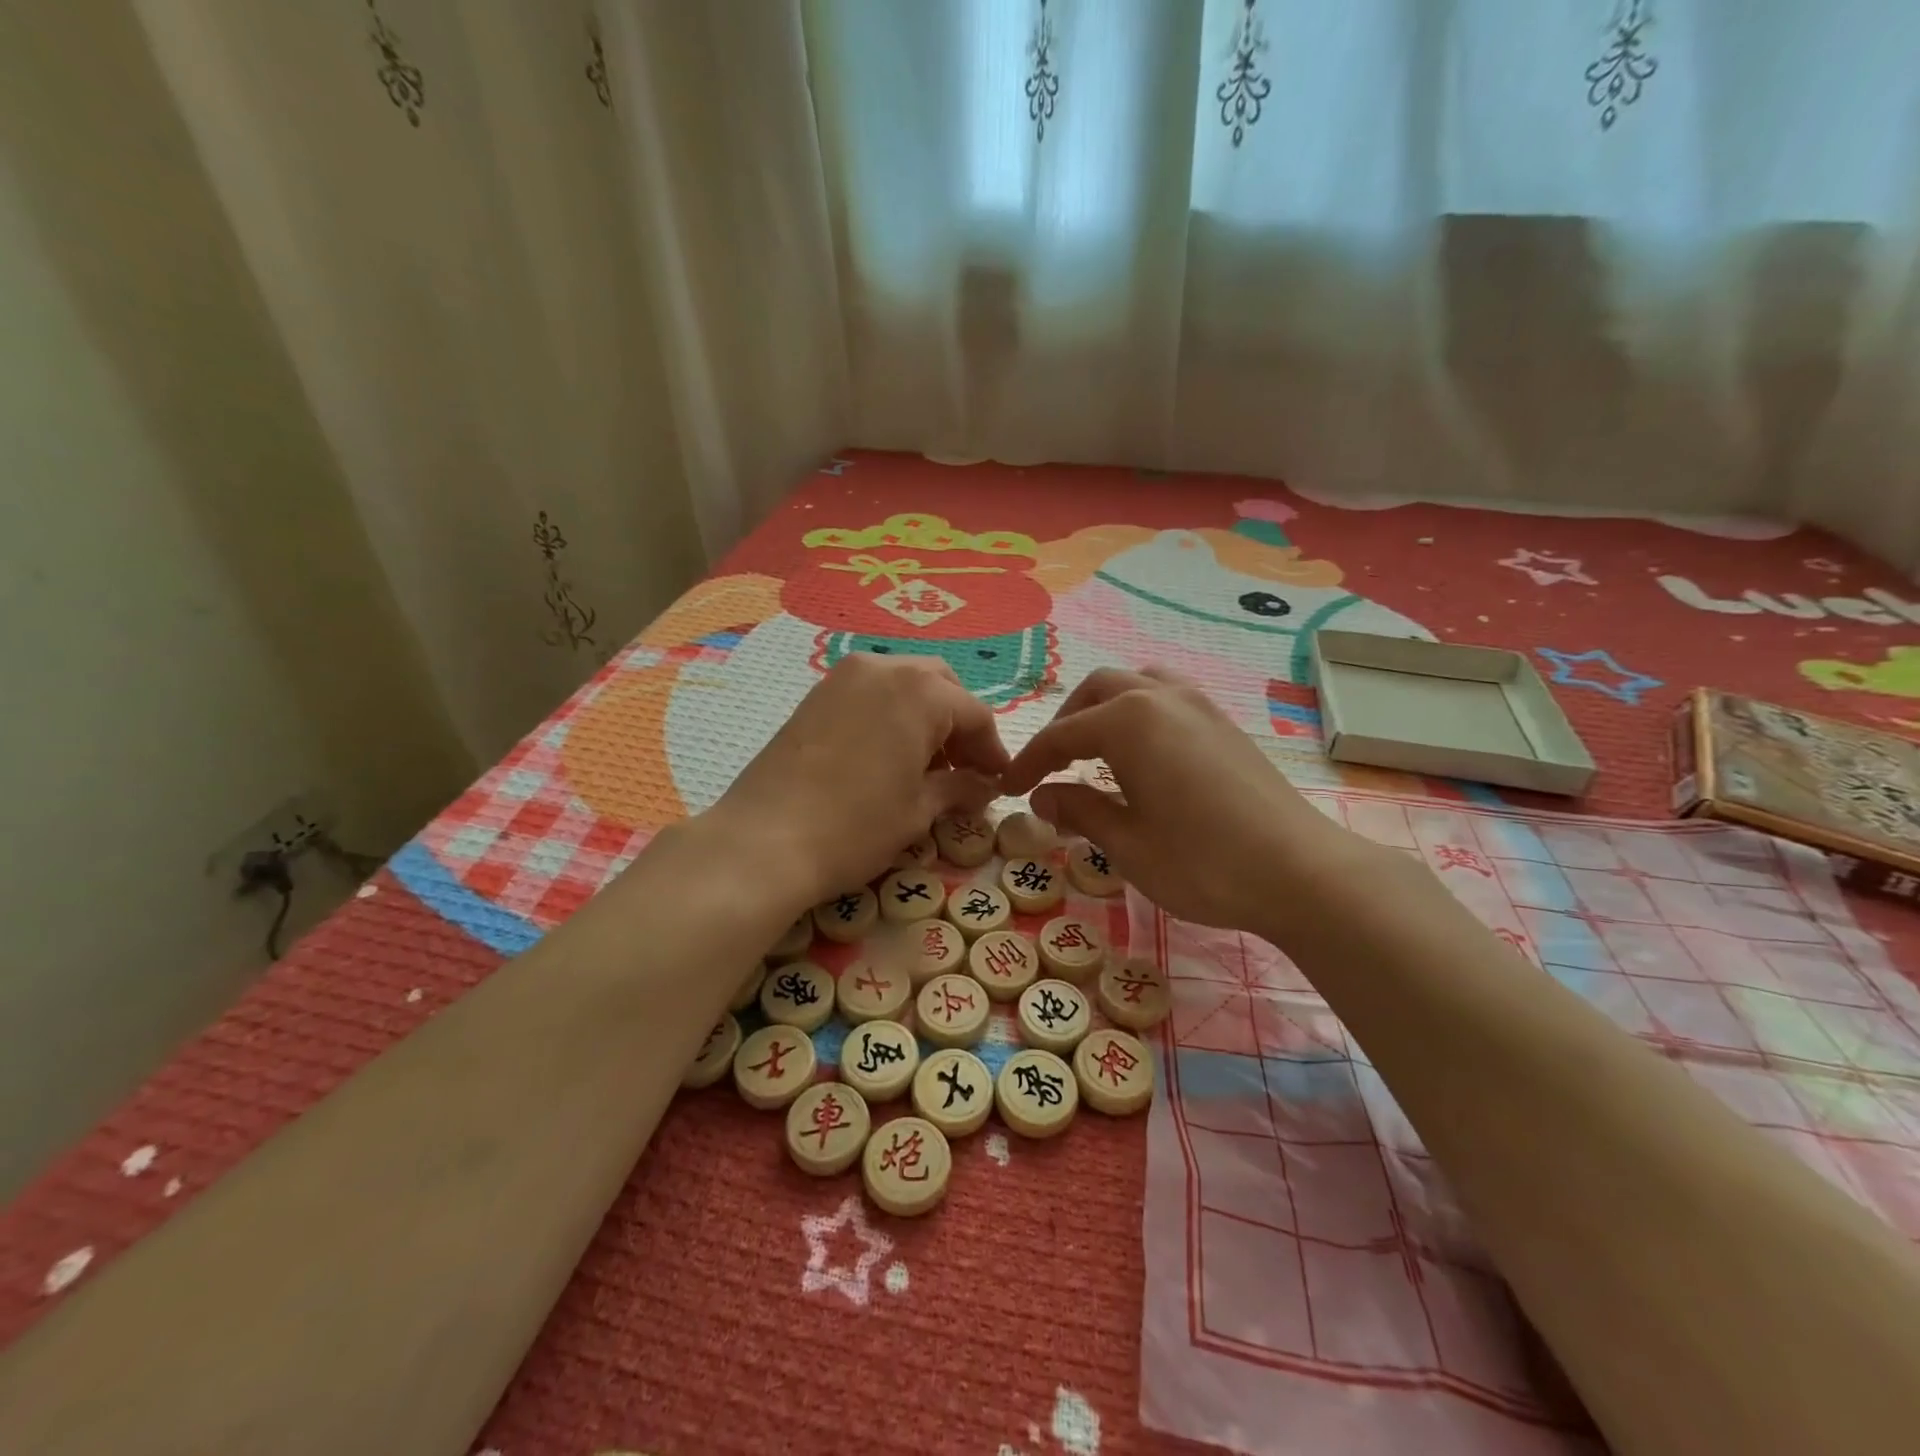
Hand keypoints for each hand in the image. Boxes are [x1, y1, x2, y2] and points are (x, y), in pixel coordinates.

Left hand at [707, 653, 1008, 908]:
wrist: (763, 841)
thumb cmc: (855, 827)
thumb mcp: (918, 810)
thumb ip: (960, 789)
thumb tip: (985, 786)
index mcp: (920, 691)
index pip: (975, 714)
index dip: (992, 751)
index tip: (998, 784)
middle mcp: (884, 668)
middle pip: (940, 686)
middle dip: (959, 725)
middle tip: (962, 770)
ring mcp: (843, 677)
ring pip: (904, 684)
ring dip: (925, 716)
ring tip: (925, 766)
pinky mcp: (816, 695)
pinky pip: (870, 693)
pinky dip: (891, 715)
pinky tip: (887, 756)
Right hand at [1000, 667, 1375, 936]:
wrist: (1300, 872)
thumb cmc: (1202, 862)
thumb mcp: (1127, 844)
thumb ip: (1078, 811)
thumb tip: (1041, 797)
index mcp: (1128, 722)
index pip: (1061, 735)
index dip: (1029, 763)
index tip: (1008, 789)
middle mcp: (1161, 698)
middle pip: (1096, 692)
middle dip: (1065, 725)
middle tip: (1051, 767)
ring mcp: (1199, 705)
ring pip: (1136, 686)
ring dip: (1104, 710)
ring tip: (1095, 752)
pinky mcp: (1224, 723)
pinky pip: (1167, 698)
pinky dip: (1139, 714)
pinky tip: (1143, 756)